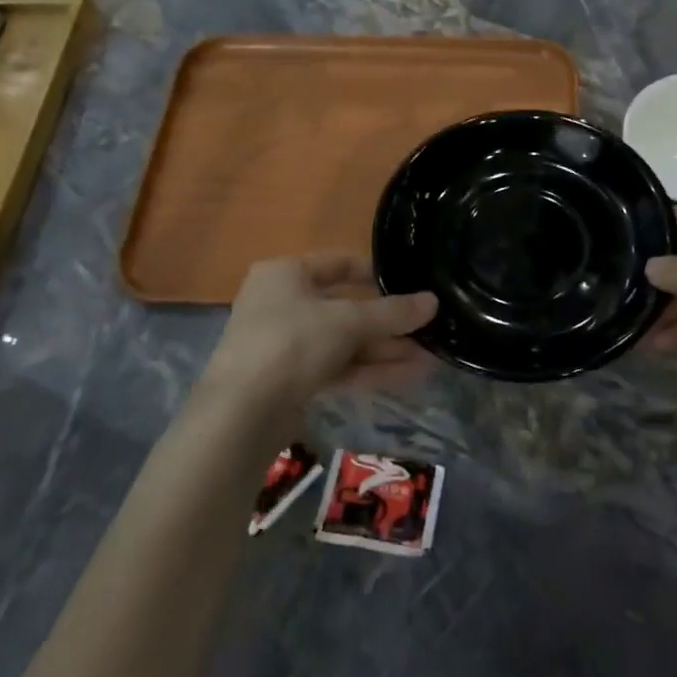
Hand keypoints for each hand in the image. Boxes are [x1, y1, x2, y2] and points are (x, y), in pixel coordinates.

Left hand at [198, 254, 436, 425]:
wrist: (242, 413)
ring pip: (344, 341)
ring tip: (428, 358)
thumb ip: (392, 312)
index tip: (409, 283)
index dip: (375, 272)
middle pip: (345, 307)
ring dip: (384, 349)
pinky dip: (369, 370)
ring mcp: (285, 344)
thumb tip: (434, 302)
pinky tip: (407, 376)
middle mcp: (282, 303)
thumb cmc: (292, 342)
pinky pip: (337, 367)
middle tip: (426, 330)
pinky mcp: (291, 380)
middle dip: (388, 322)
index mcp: (285, 274)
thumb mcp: (348, 322)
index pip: (337, 263)